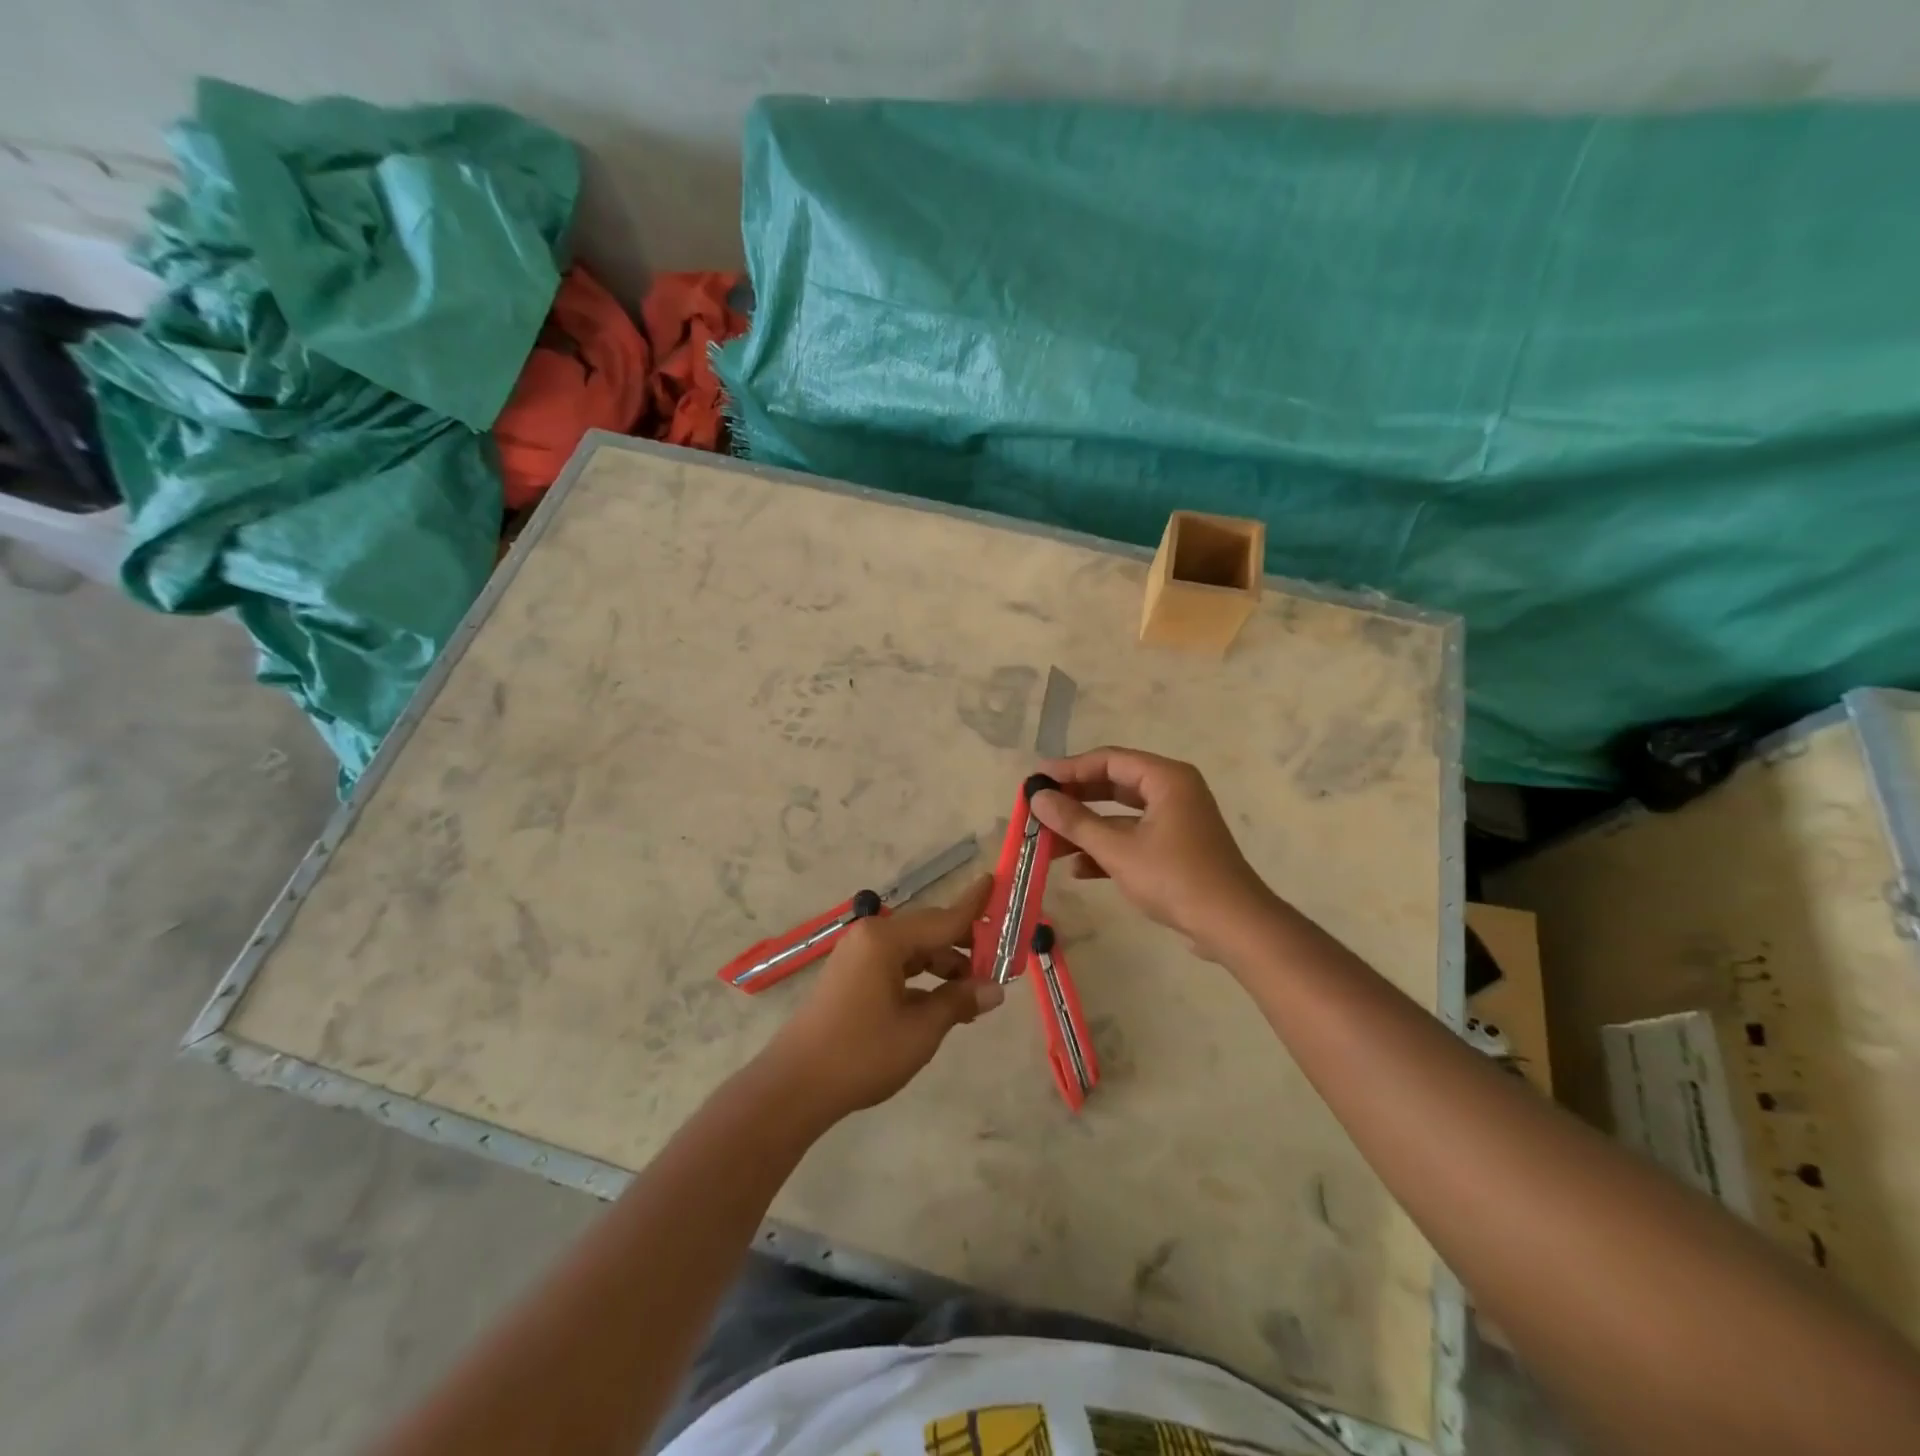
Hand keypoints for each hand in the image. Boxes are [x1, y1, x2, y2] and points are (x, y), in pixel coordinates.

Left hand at [757, 874, 1002, 1121]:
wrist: (795, 1086)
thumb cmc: (862, 1054)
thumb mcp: (920, 1030)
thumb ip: (959, 1001)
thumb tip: (995, 989)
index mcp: (886, 938)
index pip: (943, 918)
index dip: (974, 905)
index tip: (996, 881)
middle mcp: (871, 935)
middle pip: (929, 931)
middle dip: (964, 945)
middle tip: (999, 960)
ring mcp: (858, 954)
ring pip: (913, 949)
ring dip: (944, 965)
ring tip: (975, 991)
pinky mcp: (851, 974)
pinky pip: (896, 964)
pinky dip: (921, 976)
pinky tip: (942, 1000)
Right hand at [1030, 747, 1274, 960]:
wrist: (1232, 926)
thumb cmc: (1175, 878)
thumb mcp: (1118, 849)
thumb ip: (1075, 821)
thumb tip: (1037, 797)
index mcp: (1166, 778)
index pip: (1109, 760)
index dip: (1070, 768)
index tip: (1036, 779)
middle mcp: (1173, 792)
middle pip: (1113, 785)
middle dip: (1075, 800)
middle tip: (1039, 808)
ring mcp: (1175, 821)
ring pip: (1120, 815)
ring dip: (1086, 829)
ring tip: (1048, 843)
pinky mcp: (1175, 849)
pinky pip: (1133, 838)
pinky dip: (1107, 849)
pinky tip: (1078, 869)